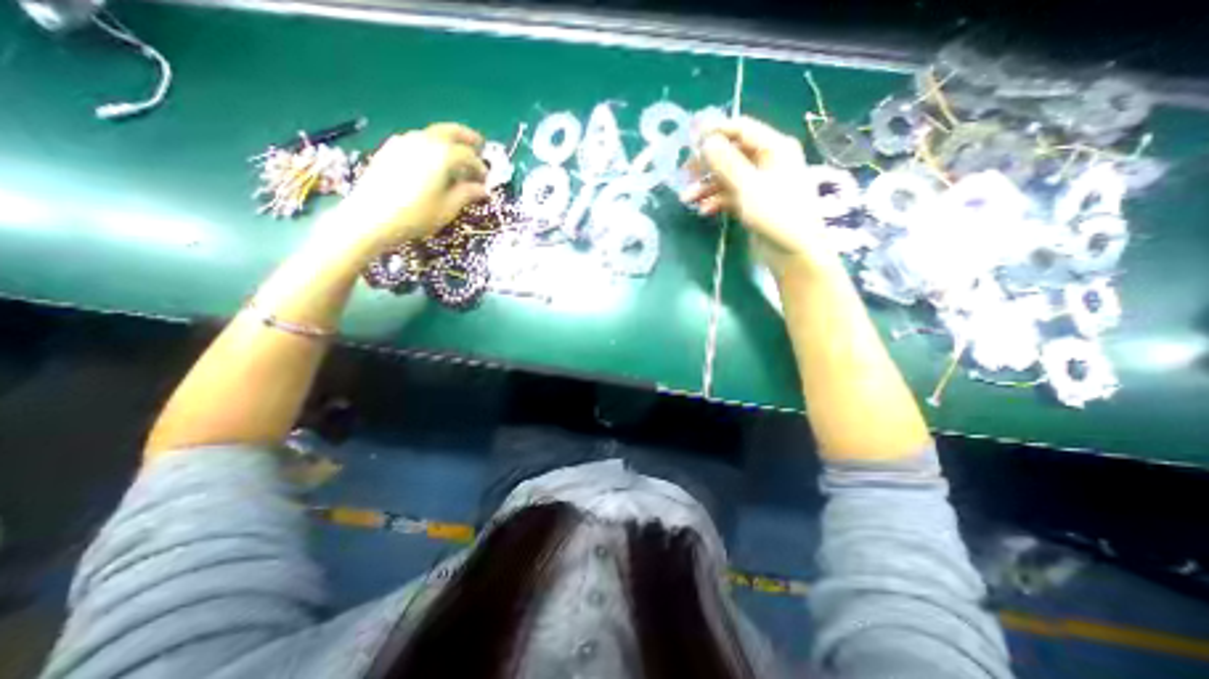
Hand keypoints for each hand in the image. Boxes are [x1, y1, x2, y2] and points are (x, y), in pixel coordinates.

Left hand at [327, 121, 491, 255]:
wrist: (370, 218)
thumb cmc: (415, 216)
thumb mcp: (447, 208)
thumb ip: (467, 194)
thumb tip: (482, 189)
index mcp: (441, 155)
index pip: (467, 155)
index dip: (480, 167)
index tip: (487, 179)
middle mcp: (423, 141)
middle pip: (449, 132)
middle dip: (466, 137)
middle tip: (479, 144)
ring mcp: (403, 142)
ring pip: (431, 134)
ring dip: (448, 141)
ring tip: (456, 157)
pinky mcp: (389, 149)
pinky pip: (417, 140)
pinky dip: (431, 146)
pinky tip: (433, 161)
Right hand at [684, 115, 837, 274]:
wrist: (793, 254)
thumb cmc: (776, 215)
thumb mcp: (749, 187)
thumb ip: (726, 163)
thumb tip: (706, 141)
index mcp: (774, 148)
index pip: (741, 129)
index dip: (715, 132)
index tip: (689, 140)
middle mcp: (767, 161)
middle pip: (731, 154)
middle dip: (707, 164)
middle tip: (684, 173)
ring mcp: (760, 184)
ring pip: (727, 177)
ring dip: (706, 186)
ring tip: (687, 199)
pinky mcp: (753, 203)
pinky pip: (731, 195)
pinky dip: (716, 201)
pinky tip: (704, 211)